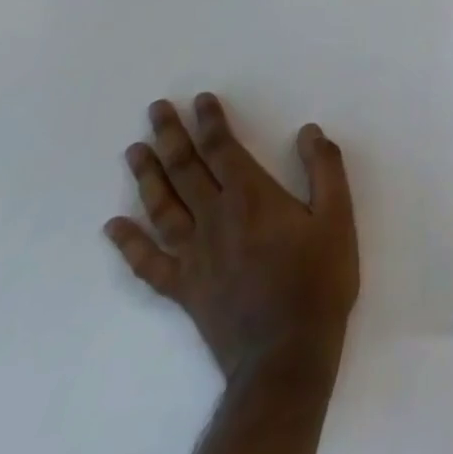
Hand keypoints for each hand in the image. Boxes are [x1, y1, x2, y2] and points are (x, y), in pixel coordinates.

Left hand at [106, 96, 358, 389]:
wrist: (287, 354)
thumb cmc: (319, 280)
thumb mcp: (338, 217)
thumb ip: (325, 169)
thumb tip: (308, 131)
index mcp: (251, 198)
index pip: (223, 149)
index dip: (211, 122)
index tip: (200, 100)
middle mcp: (215, 220)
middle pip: (186, 171)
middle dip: (171, 137)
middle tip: (156, 110)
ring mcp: (193, 257)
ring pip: (162, 208)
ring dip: (147, 177)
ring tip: (133, 151)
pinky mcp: (184, 289)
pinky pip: (148, 263)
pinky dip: (128, 244)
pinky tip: (114, 228)